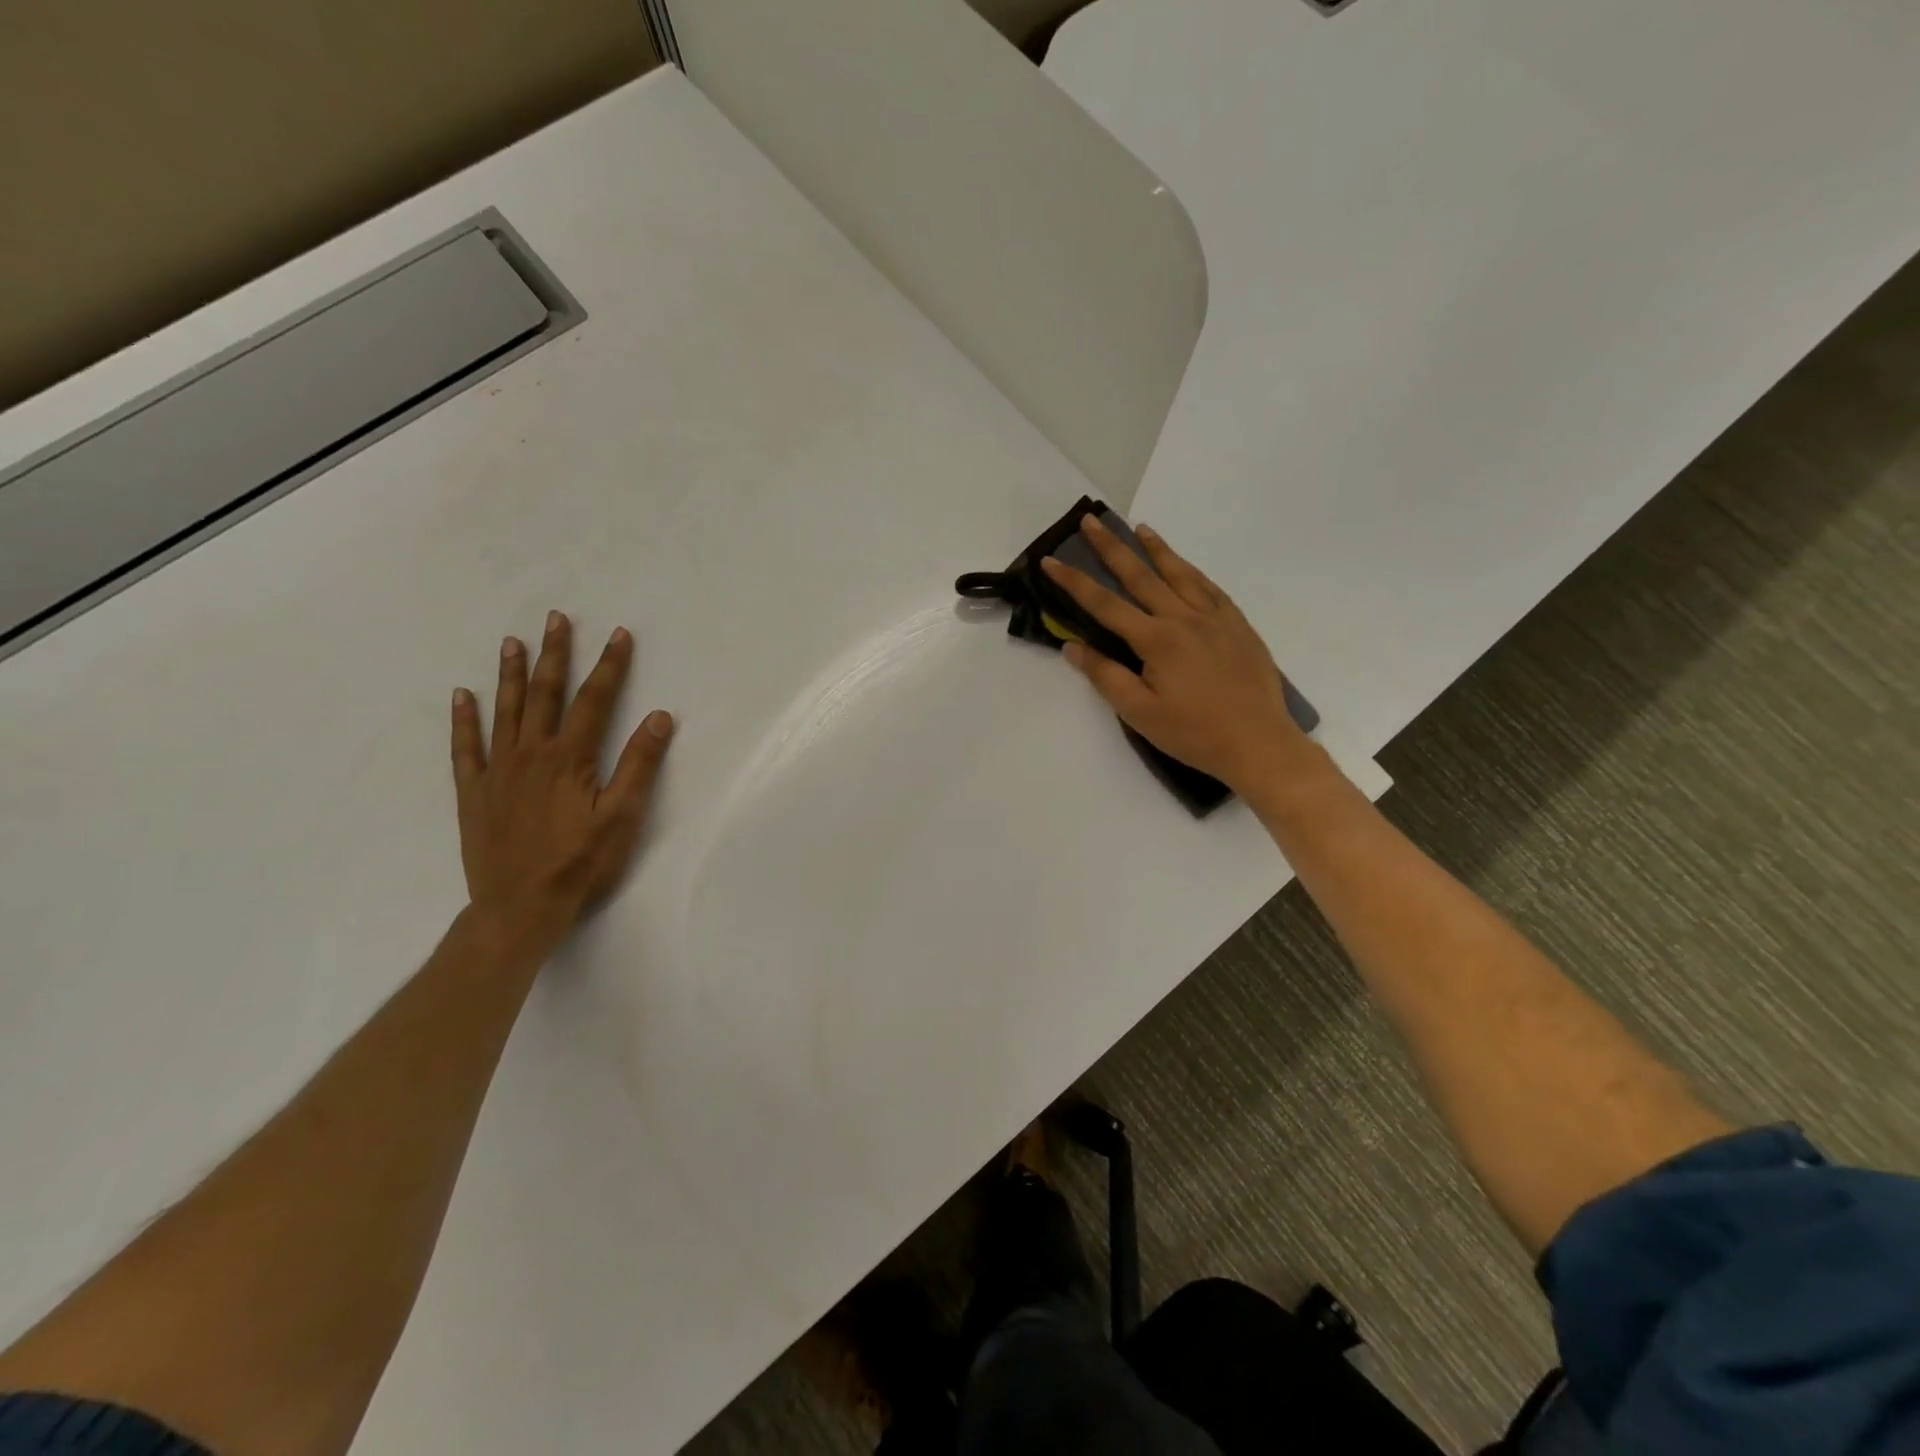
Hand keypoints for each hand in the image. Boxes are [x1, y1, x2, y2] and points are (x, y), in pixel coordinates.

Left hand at [450, 611, 674, 951]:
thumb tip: (659, 717)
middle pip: (545, 694)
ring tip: (513, 641)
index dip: (610, 666)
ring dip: (511, 674)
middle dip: (555, 654)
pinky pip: (465, 747)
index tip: (619, 634)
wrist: (520, 906)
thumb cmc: (581, 862)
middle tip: (556, 618)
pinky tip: (462, 695)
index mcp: (570, 758)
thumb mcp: (623, 816)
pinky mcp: (474, 792)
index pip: (594, 700)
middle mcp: (531, 753)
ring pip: (505, 711)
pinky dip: (463, 719)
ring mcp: (497, 771)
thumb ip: (640, 764)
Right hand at [1040, 517, 1312, 796]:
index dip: (1074, 582)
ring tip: (1140, 528)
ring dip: (1156, 549)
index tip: (1050, 560)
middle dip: (1112, 548)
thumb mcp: (1139, 712)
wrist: (1258, 743)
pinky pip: (1210, 588)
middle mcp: (1183, 618)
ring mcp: (1214, 618)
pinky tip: (1184, 565)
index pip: (1104, 604)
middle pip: (1141, 575)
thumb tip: (1073, 646)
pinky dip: (1192, 571)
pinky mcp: (1237, 625)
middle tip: (1091, 520)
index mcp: (1156, 639)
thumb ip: (1105, 676)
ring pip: (1179, 573)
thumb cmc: (1193, 733)